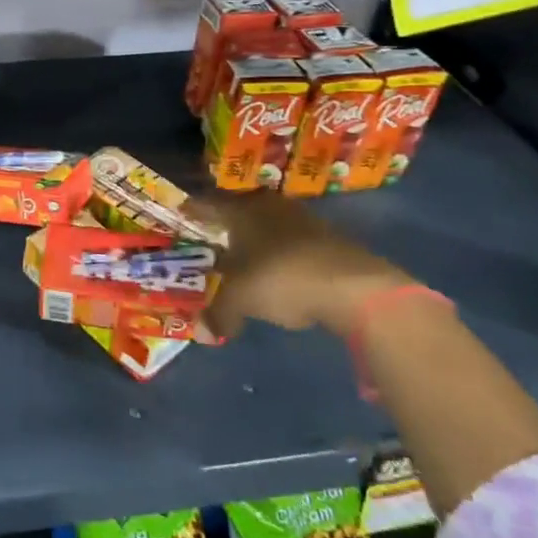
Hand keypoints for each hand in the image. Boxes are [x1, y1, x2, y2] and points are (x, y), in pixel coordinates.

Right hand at [193, 191, 412, 341]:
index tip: (181, 213)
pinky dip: (281, 252)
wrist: (356, 287)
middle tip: (211, 235)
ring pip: (269, 224)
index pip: (209, 205)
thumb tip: (203, 332)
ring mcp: (303, 220)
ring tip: (243, 254)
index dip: (193, 211)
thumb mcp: (241, 299)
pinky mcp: (329, 239)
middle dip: (226, 223)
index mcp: (241, 211)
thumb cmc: (282, 279)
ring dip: (257, 237)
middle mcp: (269, 206)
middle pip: (240, 209)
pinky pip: (293, 241)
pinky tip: (279, 270)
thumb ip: (220, 312)